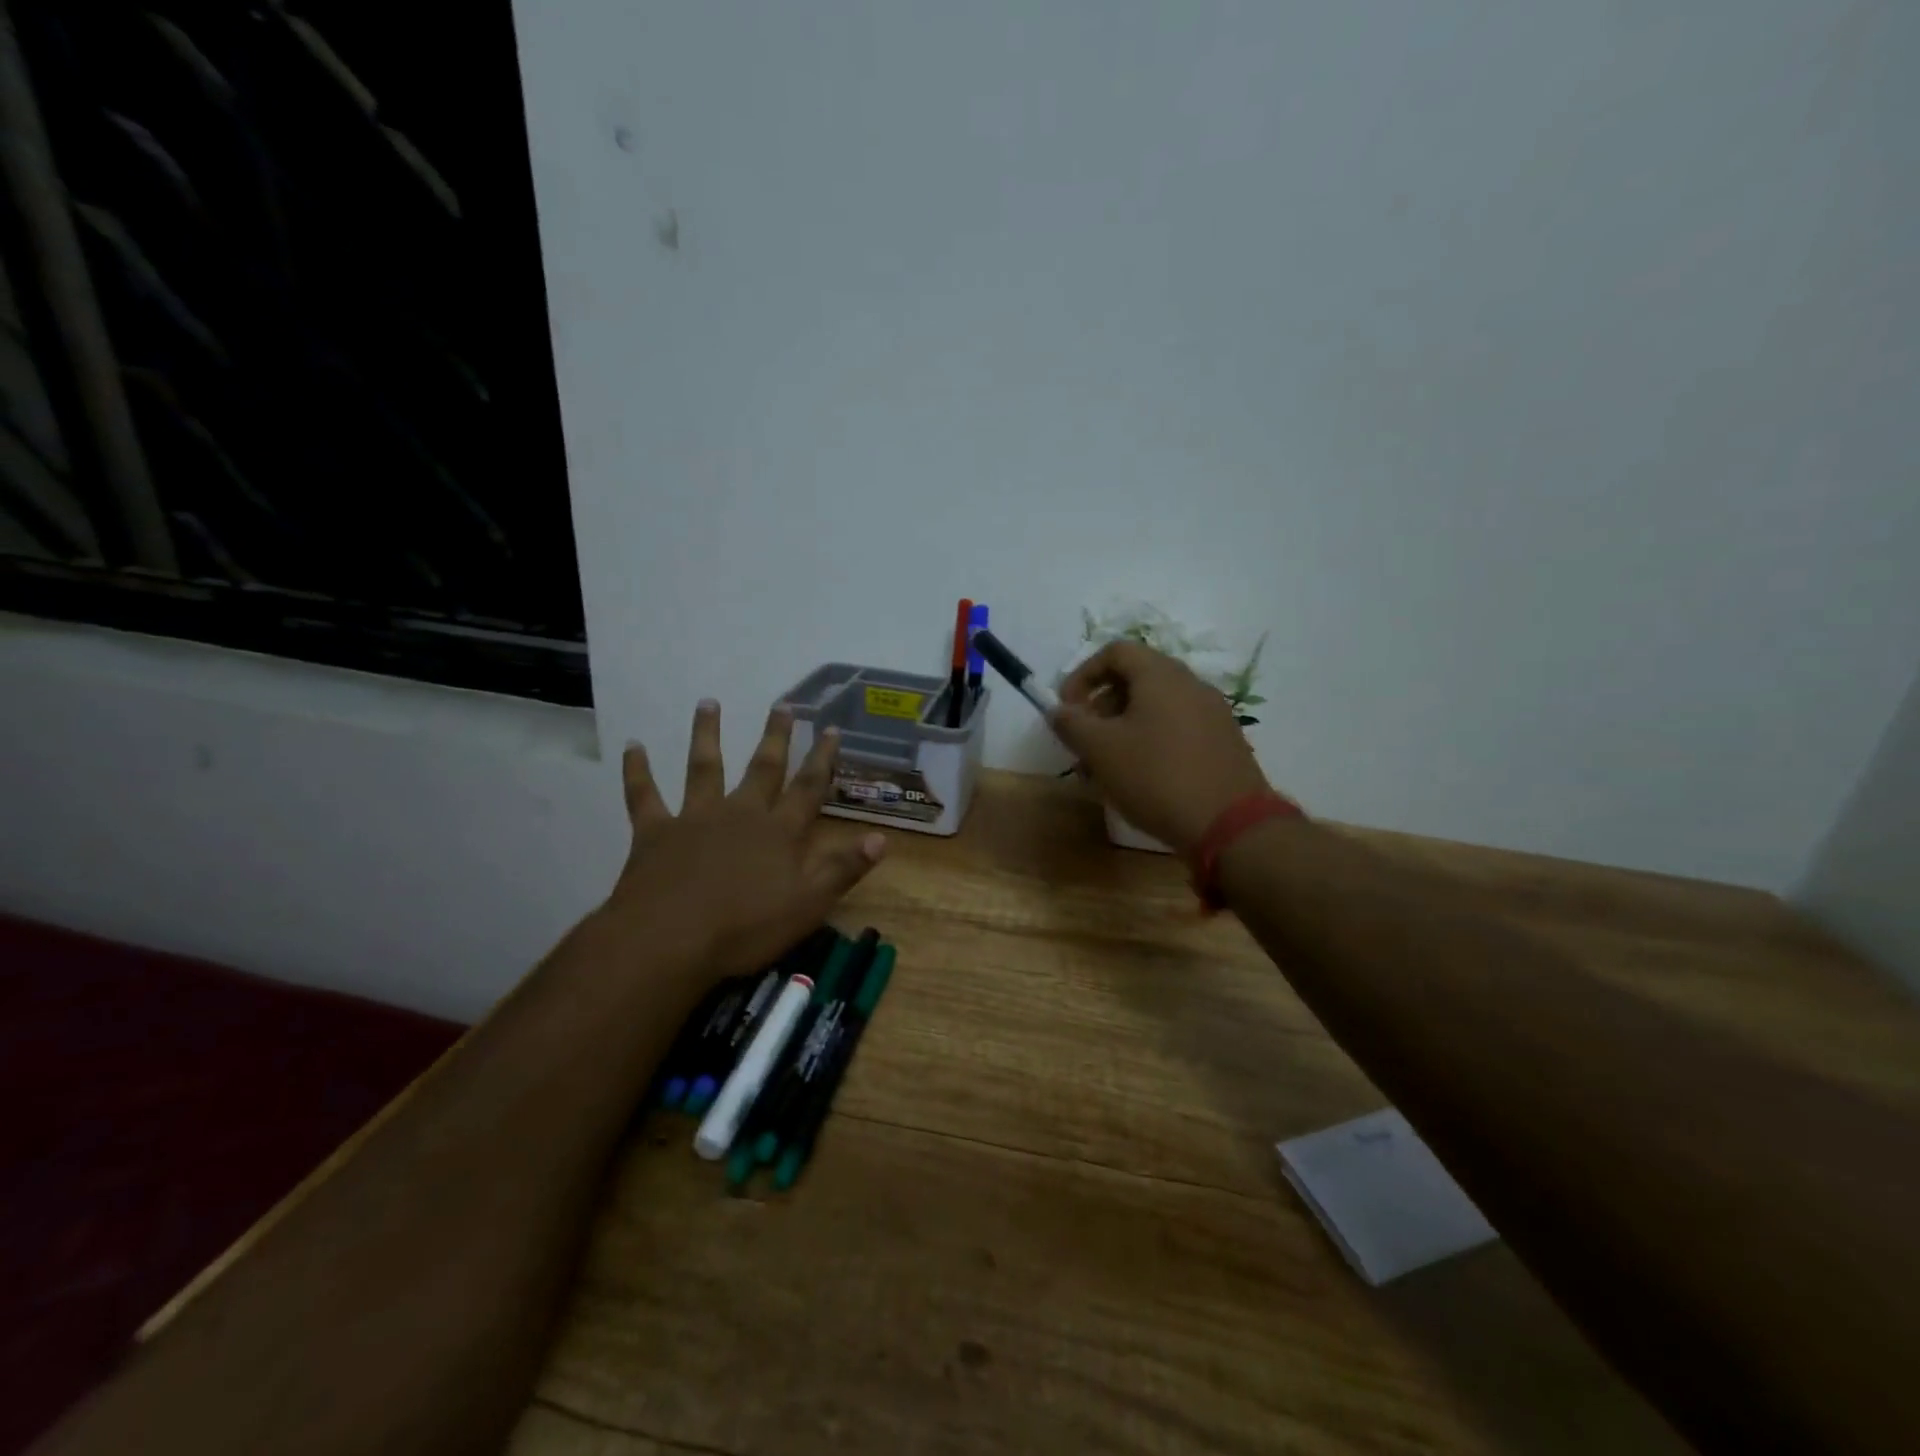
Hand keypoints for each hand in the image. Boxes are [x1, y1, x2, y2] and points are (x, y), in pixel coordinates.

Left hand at [608, 699, 885, 977]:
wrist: (669, 940)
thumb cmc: (745, 927)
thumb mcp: (808, 905)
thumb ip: (844, 869)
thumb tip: (882, 838)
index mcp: (779, 831)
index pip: (809, 788)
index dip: (823, 759)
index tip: (831, 729)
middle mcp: (741, 813)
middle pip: (763, 767)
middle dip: (776, 736)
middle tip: (782, 704)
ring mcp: (696, 818)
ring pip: (704, 767)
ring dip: (706, 734)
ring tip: (708, 702)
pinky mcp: (655, 832)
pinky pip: (644, 795)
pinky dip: (637, 771)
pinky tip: (632, 747)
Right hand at [1051, 641, 1277, 853]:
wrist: (1230, 824)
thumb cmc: (1156, 777)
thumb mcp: (1100, 750)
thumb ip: (1072, 724)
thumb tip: (1058, 710)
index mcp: (1161, 675)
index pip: (1115, 652)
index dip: (1083, 674)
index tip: (1066, 708)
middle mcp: (1191, 684)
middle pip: (1137, 678)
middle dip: (1101, 706)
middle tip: (1084, 740)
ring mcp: (1213, 713)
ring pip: (1156, 707)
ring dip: (1124, 727)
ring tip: (1106, 765)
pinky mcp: (1223, 742)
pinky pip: (1177, 728)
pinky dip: (1151, 741)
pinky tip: (1140, 777)